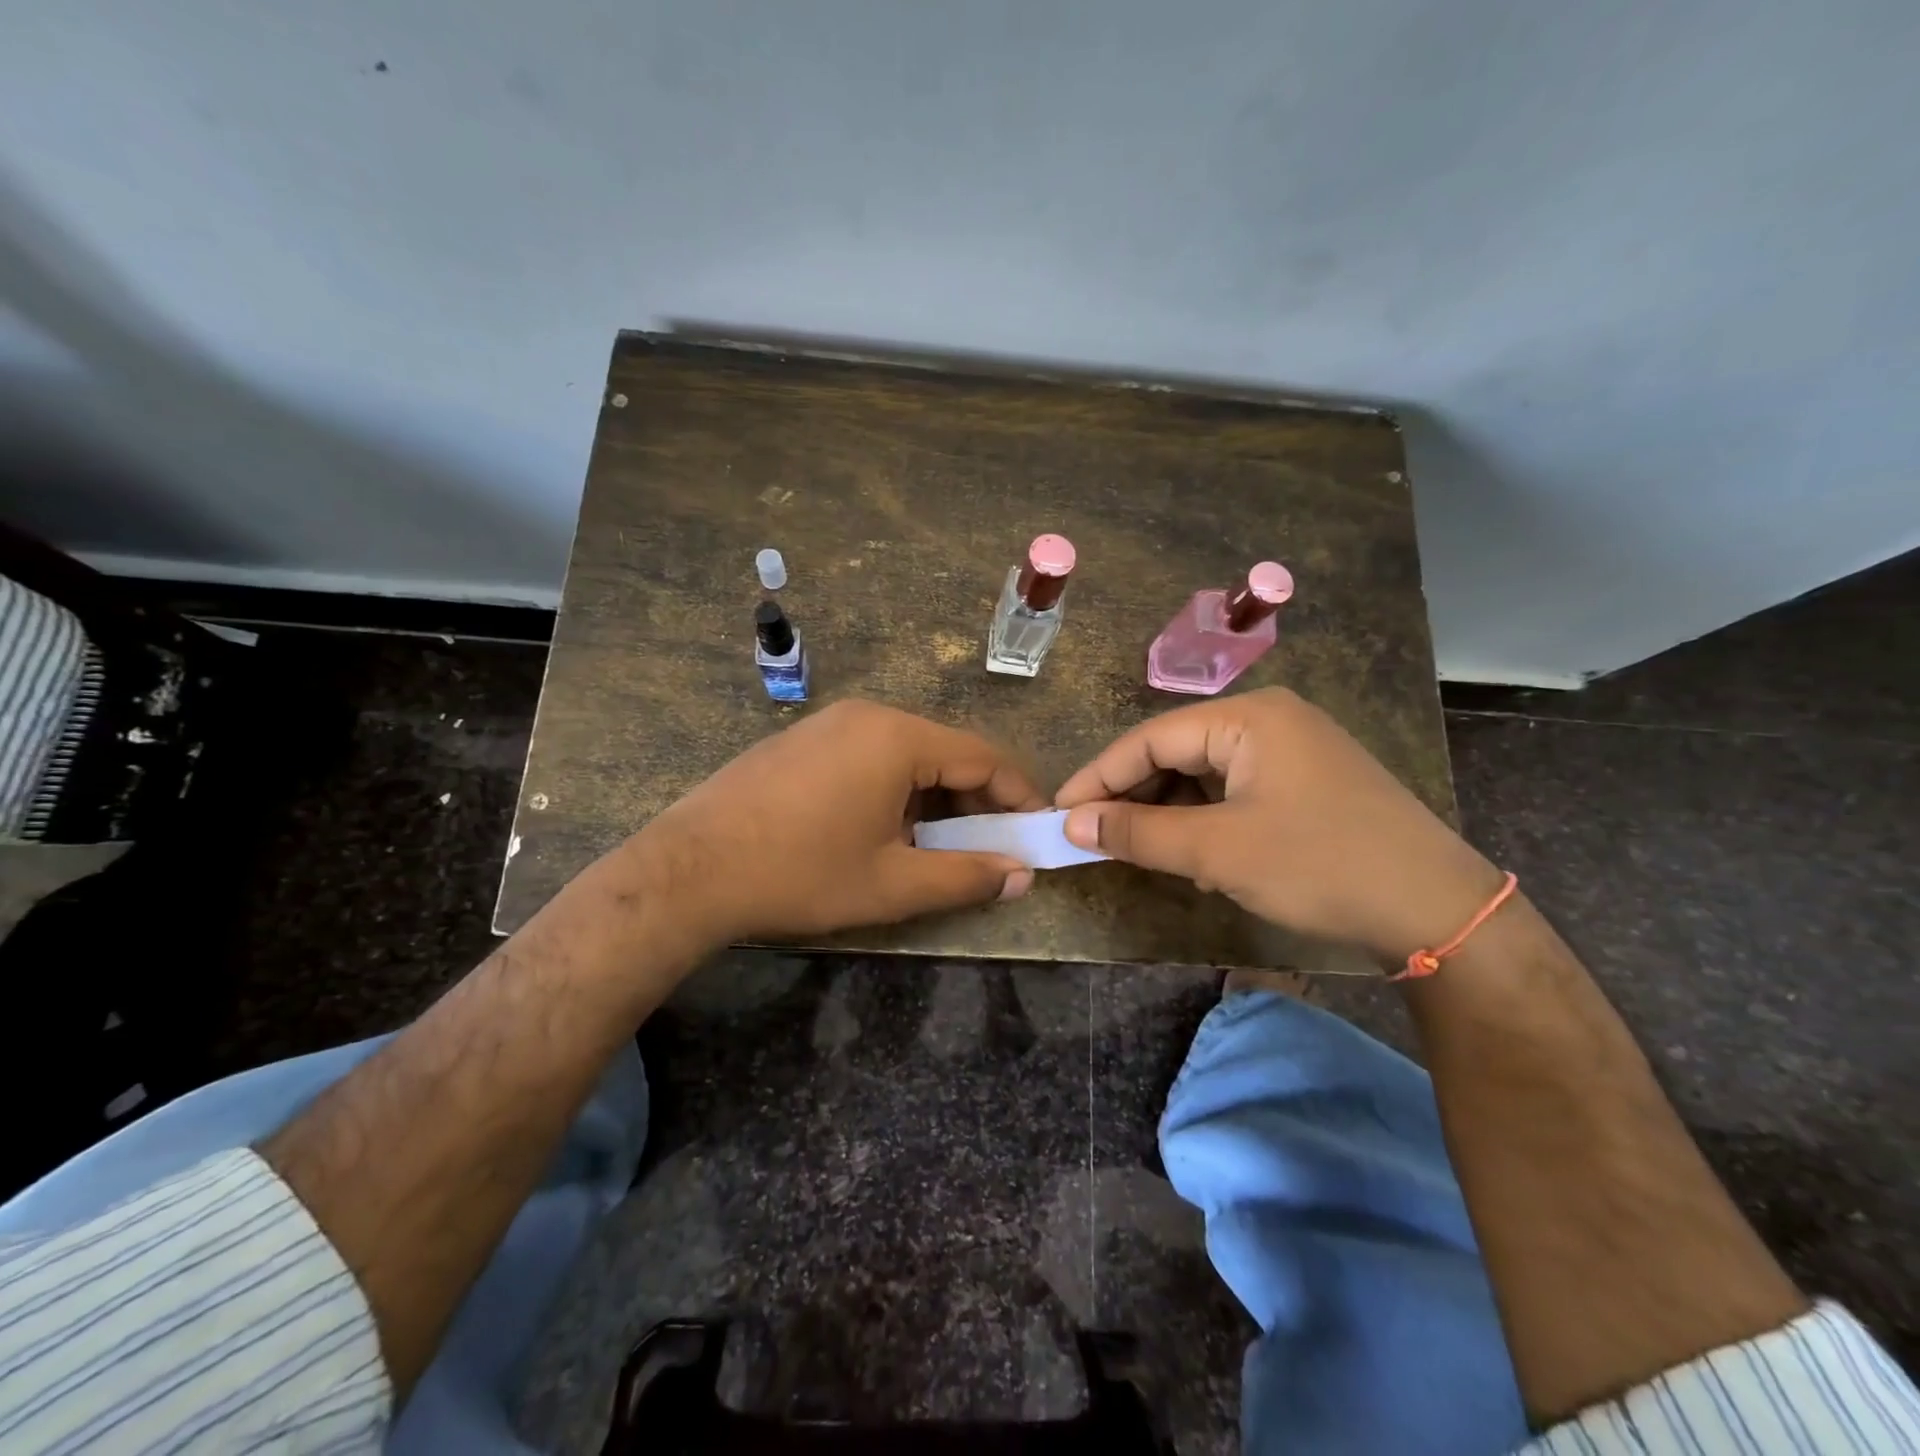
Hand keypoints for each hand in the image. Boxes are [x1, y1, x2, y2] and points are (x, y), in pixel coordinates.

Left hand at [638, 700, 1044, 946]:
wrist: (688, 871)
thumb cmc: (799, 874)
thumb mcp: (892, 885)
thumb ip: (966, 877)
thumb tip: (1021, 875)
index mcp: (897, 737)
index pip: (982, 756)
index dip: (1017, 795)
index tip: (1036, 831)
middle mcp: (867, 715)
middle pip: (944, 752)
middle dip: (975, 801)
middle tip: (990, 849)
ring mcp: (829, 724)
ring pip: (906, 756)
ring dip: (934, 799)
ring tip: (938, 849)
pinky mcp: (801, 741)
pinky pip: (869, 757)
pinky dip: (894, 791)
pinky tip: (883, 833)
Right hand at [1054, 688, 1502, 967]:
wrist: (1438, 911)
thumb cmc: (1321, 865)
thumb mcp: (1218, 850)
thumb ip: (1139, 832)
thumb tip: (1072, 824)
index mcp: (1248, 717)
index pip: (1149, 738)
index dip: (1098, 777)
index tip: (1059, 813)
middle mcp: (1268, 719)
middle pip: (1175, 751)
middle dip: (1131, 794)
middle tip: (1091, 835)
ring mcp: (1291, 749)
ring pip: (1202, 772)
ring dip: (1165, 809)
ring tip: (1135, 846)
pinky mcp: (1305, 781)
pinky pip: (1232, 789)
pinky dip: (1201, 816)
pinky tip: (1189, 849)